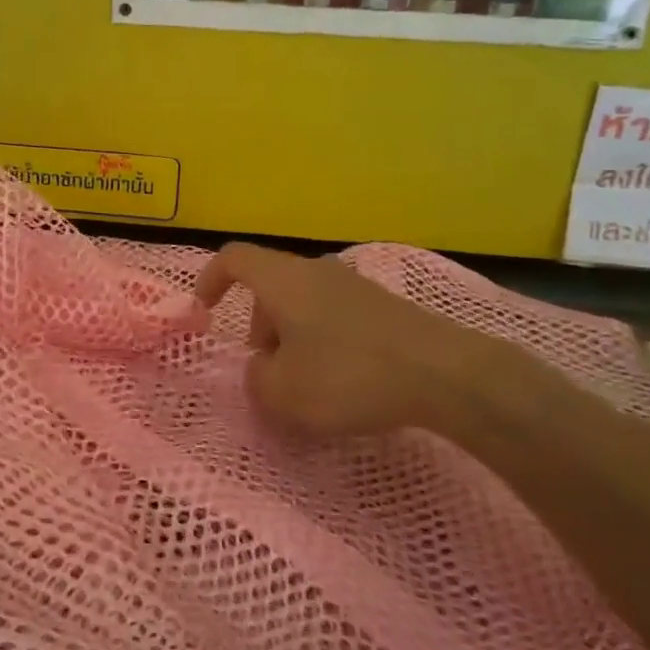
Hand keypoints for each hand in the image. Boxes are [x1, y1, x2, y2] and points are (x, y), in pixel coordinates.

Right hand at [193, 243, 530, 439]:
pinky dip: (322, 340)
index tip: (204, 311)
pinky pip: (333, 315)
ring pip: (303, 301)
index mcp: (283, 279)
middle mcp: (316, 271)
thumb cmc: (348, 374)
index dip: (210, 279)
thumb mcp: (284, 392)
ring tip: (304, 381)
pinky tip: (342, 380)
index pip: (234, 258)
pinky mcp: (383, 307)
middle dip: (257, 324)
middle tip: (265, 367)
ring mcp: (353, 286)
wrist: (444, 373)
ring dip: (290, 335)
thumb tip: (262, 369)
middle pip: (270, 285)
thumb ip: (256, 380)